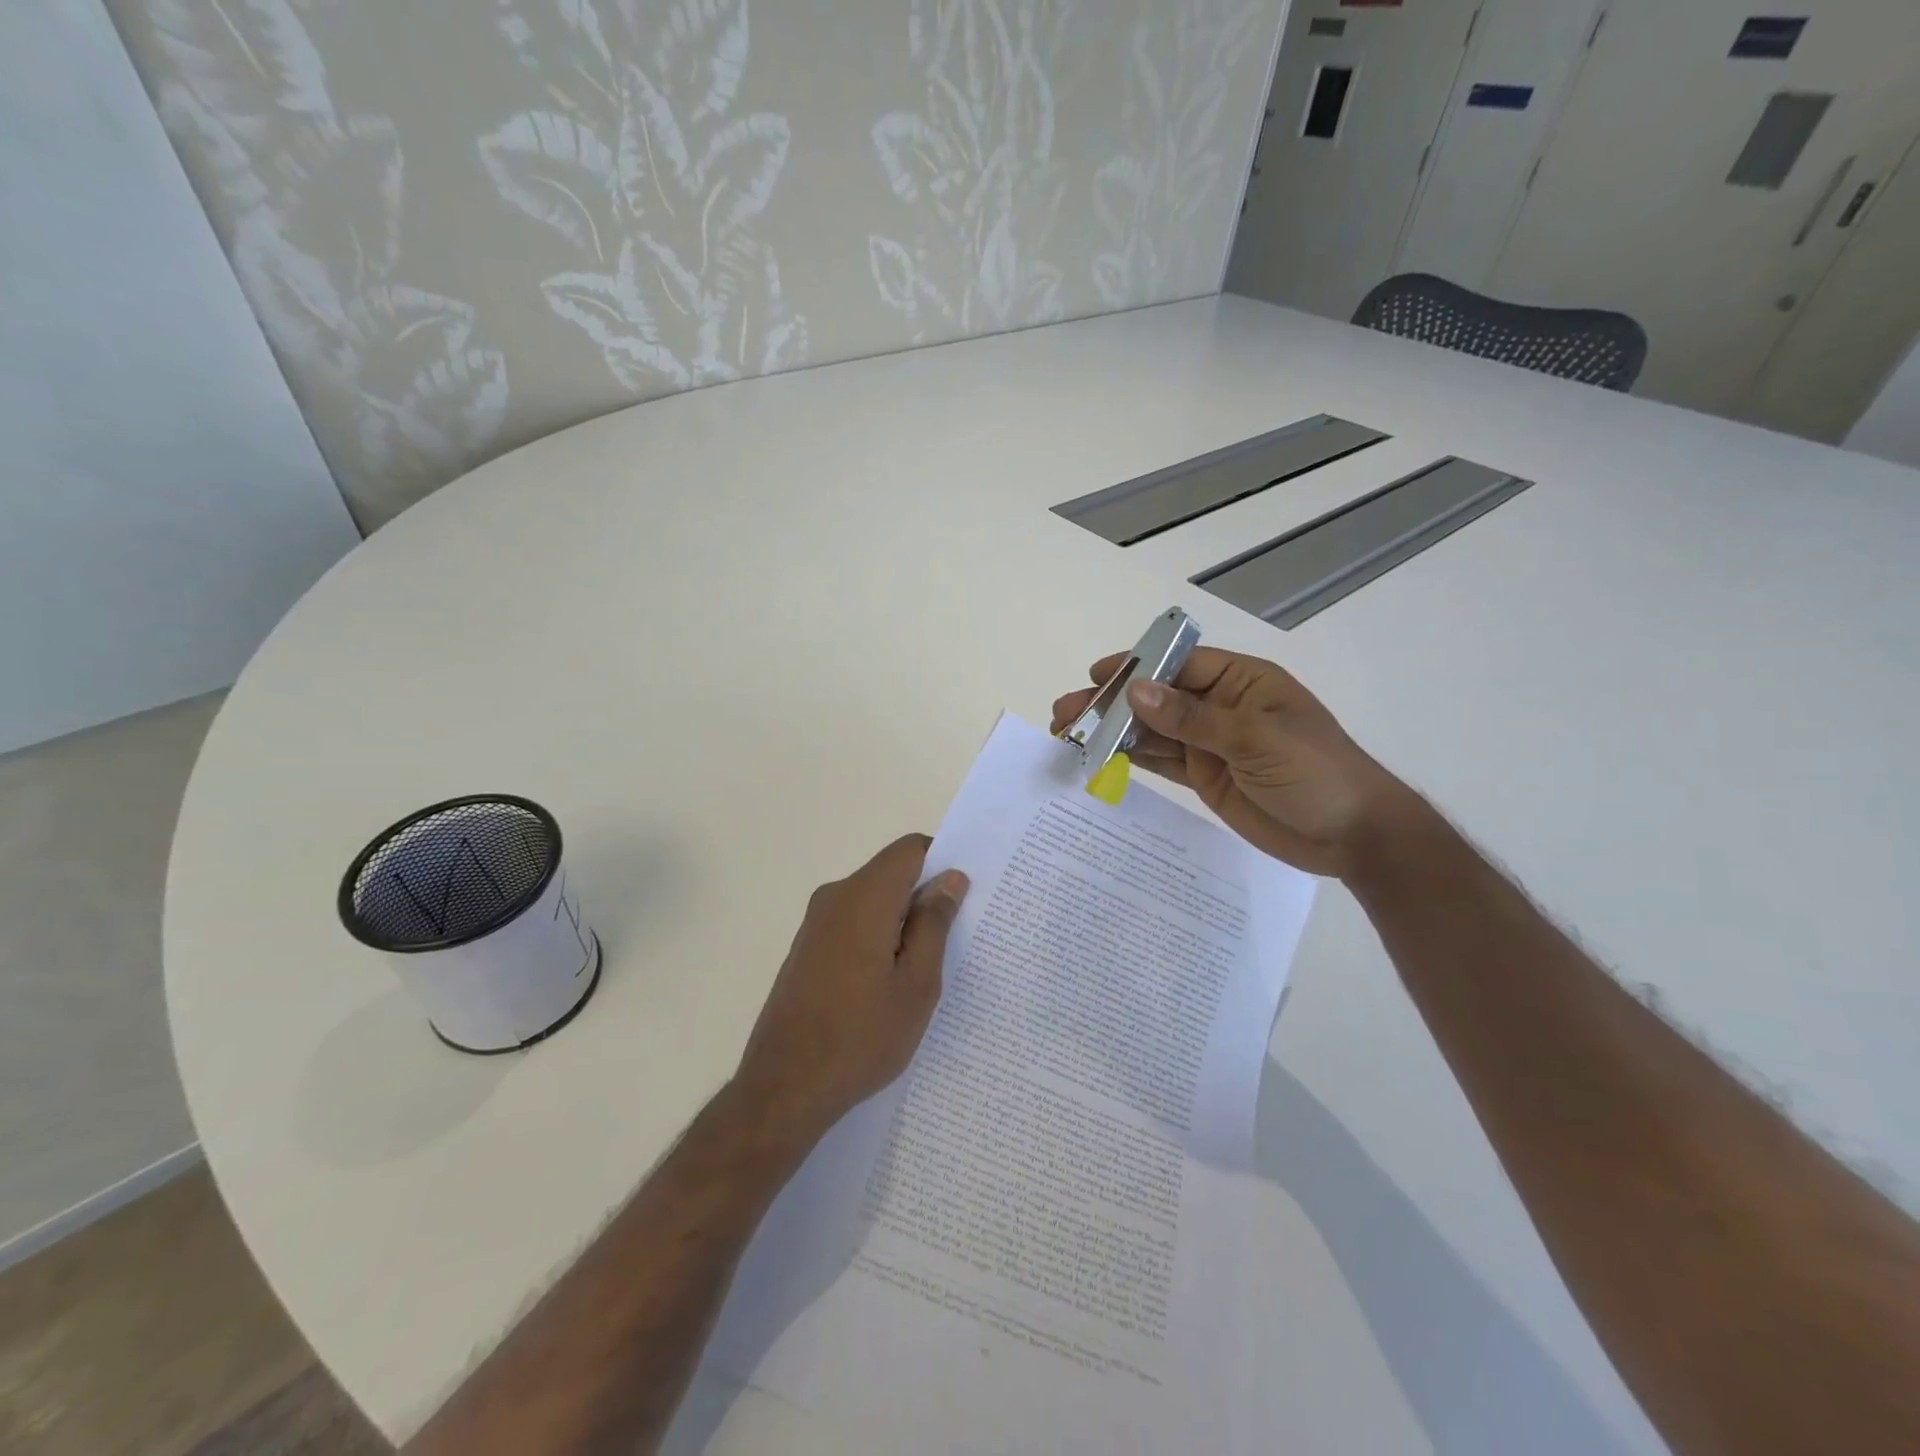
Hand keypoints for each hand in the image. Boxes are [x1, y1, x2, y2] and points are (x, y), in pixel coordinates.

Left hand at [735, 835, 968, 1141]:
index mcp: (865, 896)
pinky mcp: (806, 948)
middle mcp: (835, 897)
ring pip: (872, 899)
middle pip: (890, 873)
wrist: (784, 1087)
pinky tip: (889, 981)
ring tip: (927, 965)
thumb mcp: (917, 983)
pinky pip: (852, 922)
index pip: (910, 849)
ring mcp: (815, 923)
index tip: (966, 894)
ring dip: (902, 920)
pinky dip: (878, 935)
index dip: (942, 860)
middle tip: (958, 936)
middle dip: (925, 894)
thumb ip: (934, 923)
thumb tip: (950, 878)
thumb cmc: (861, 1036)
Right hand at [1051, 648, 1419, 878]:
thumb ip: (1192, 718)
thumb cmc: (1315, 773)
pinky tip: (1100, 756)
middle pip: (1157, 699)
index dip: (1135, 667)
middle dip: (1112, 704)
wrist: (1352, 836)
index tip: (1095, 676)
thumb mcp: (1255, 739)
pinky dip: (1131, 758)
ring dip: (1114, 732)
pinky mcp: (1205, 777)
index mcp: (1241, 682)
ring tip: (1070, 735)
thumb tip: (1136, 691)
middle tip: (1066, 714)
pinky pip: (1161, 761)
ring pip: (1153, 731)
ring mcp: (1211, 744)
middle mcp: (1221, 708)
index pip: (1178, 665)